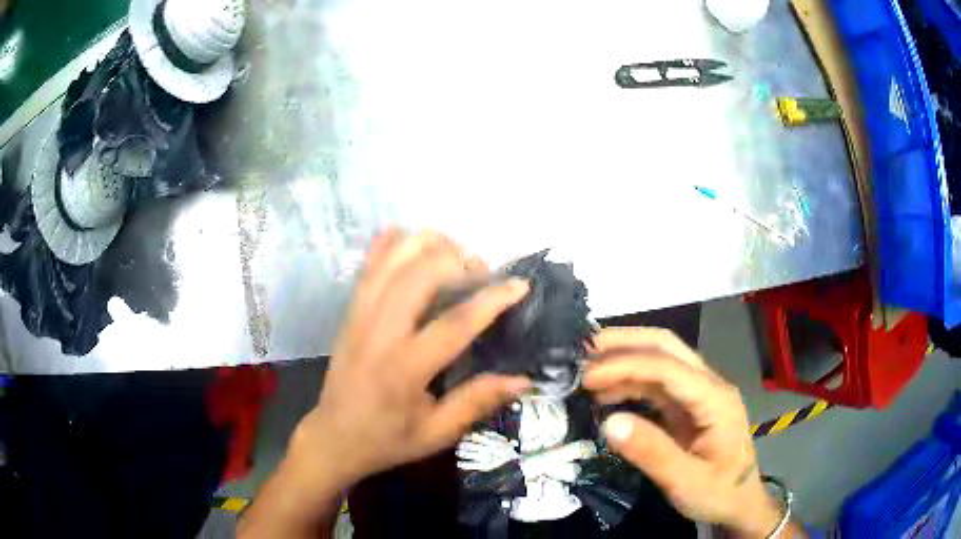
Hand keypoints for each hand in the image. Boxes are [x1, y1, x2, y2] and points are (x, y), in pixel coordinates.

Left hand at [289, 229, 530, 490]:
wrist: (333, 437)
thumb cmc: (388, 439)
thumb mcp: (437, 433)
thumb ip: (478, 402)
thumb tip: (523, 379)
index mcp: (405, 368)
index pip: (455, 323)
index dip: (492, 299)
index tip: (519, 284)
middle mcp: (379, 332)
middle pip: (420, 274)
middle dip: (458, 260)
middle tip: (482, 270)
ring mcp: (359, 316)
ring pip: (391, 260)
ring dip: (426, 245)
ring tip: (454, 251)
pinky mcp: (349, 312)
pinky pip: (368, 266)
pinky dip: (389, 245)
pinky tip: (409, 237)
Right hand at [584, 328, 790, 537]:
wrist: (740, 501)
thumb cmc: (719, 492)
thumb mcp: (685, 482)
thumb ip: (651, 453)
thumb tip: (610, 422)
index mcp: (715, 399)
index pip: (668, 367)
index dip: (626, 365)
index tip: (587, 377)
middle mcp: (709, 385)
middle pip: (667, 347)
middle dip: (625, 343)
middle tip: (583, 350)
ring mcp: (699, 393)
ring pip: (661, 360)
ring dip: (625, 360)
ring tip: (586, 371)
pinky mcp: (689, 405)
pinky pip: (657, 384)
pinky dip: (630, 382)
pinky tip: (607, 393)